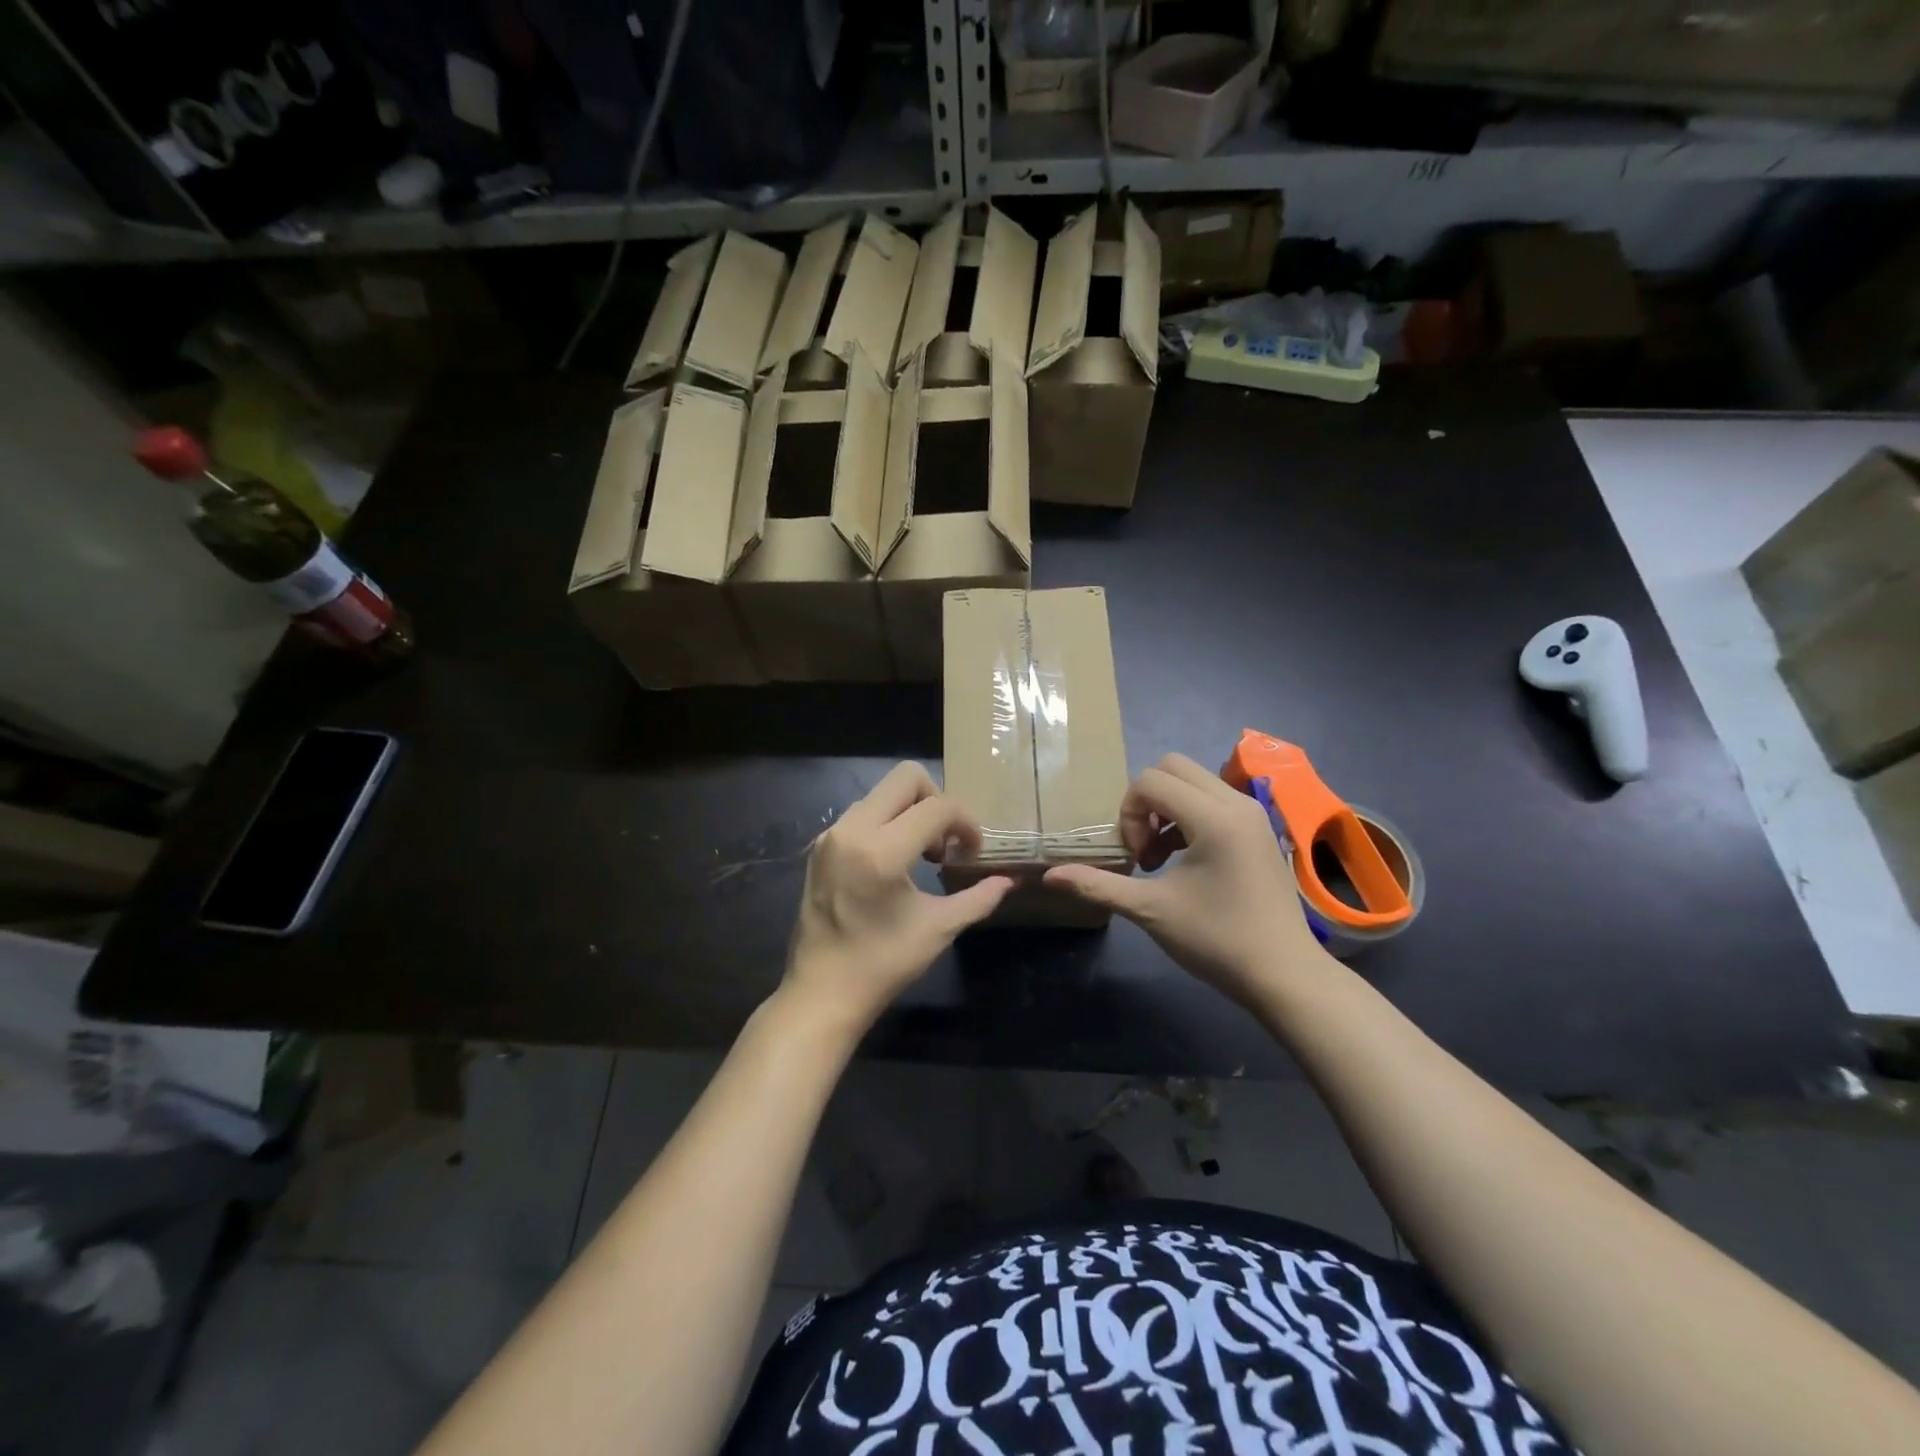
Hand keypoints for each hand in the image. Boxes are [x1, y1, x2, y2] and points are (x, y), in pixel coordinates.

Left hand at [782, 762, 1012, 1034]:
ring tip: (921, 856)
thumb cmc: (882, 964)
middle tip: (945, 842)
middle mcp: (852, 830)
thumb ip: (978, 898)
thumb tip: (1008, 881)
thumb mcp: (938, 929)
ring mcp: (832, 835)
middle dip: (937, 801)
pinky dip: (887, 823)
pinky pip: (863, 812)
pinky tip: (894, 863)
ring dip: (911, 811)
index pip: (938, 806)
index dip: (966, 823)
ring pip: (882, 793)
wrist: (821, 993)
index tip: (973, 853)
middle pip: (906, 777)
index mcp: (882, 851)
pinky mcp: (820, 845)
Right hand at [1044, 753, 1325, 1009]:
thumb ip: (1099, 886)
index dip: (1129, 813)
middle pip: (1173, 767)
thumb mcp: (1151, 911)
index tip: (1135, 858)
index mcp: (1214, 817)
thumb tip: (1050, 876)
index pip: (1151, 780)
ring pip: (1195, 782)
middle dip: (1146, 801)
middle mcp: (1237, 803)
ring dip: (1167, 809)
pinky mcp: (1258, 830)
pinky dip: (1189, 817)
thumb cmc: (1218, 941)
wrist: (1285, 975)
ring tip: (1159, 858)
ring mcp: (1252, 814)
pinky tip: (1184, 862)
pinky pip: (1213, 800)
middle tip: (1143, 847)